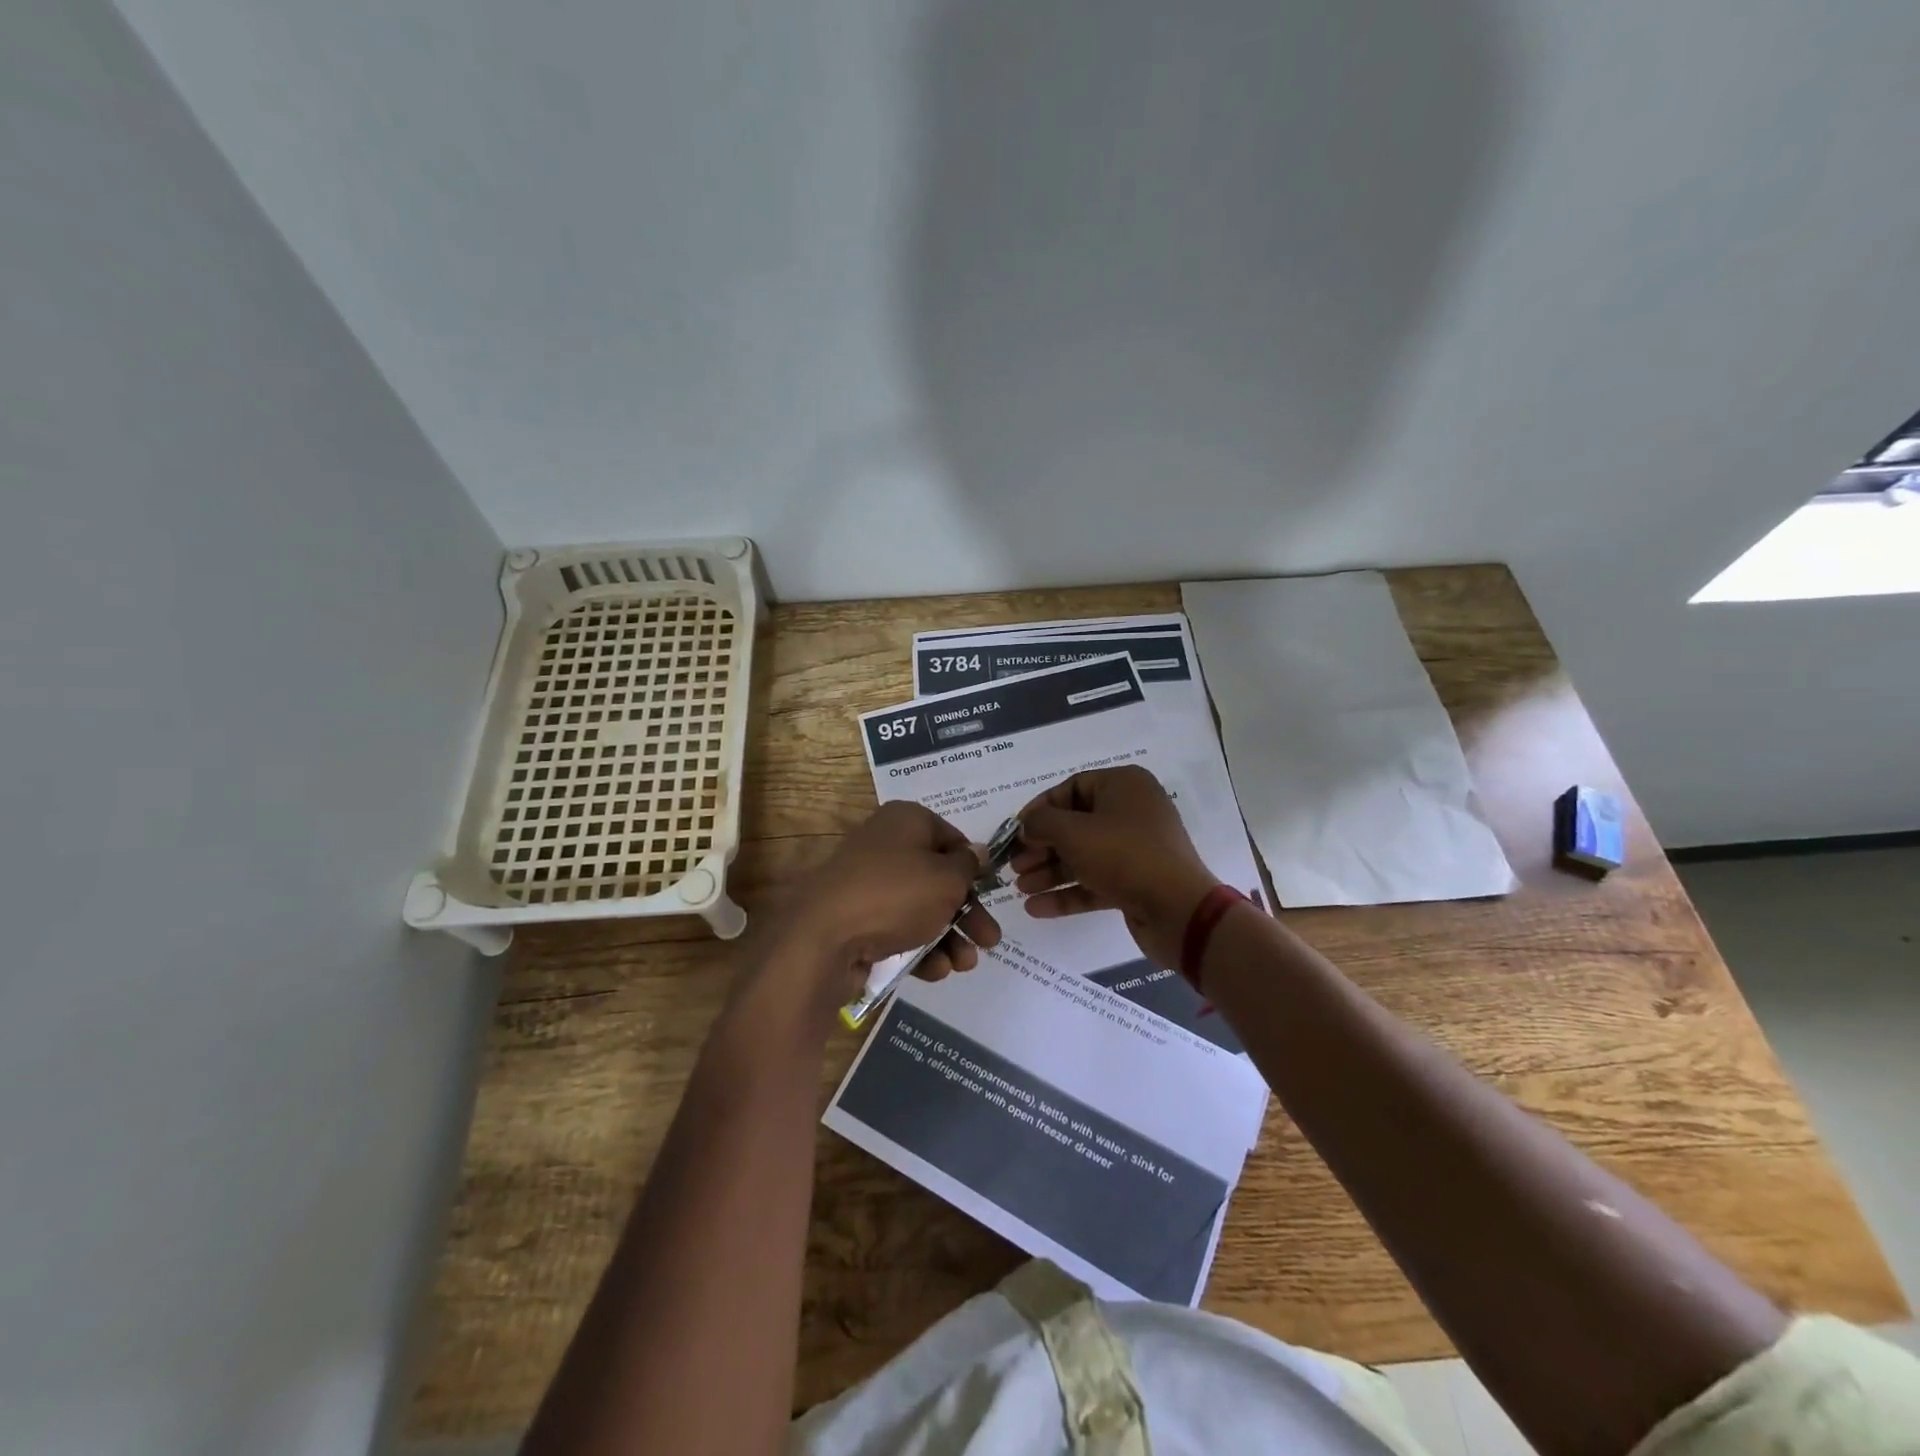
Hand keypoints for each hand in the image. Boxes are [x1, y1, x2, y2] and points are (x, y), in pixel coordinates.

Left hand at [754, 802, 1001, 1023]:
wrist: (824, 938)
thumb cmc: (896, 894)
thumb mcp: (947, 878)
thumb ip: (968, 866)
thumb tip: (976, 852)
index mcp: (905, 821)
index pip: (951, 837)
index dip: (973, 866)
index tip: (991, 892)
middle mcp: (885, 846)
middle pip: (938, 878)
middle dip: (968, 912)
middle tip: (990, 940)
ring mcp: (868, 884)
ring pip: (921, 908)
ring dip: (949, 937)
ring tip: (966, 964)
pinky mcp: (857, 920)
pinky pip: (897, 930)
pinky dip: (920, 948)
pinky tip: (936, 971)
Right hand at [1012, 766, 1219, 966]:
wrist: (1178, 911)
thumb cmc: (1123, 855)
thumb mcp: (1073, 833)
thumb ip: (1041, 823)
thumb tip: (1027, 825)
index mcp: (1124, 786)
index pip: (1071, 788)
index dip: (1039, 809)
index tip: (1016, 832)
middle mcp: (1132, 811)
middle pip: (1075, 825)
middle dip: (1041, 846)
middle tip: (1014, 865)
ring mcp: (1136, 848)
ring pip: (1083, 855)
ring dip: (1050, 871)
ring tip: (1020, 888)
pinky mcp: (1136, 882)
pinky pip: (1095, 880)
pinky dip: (1068, 892)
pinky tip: (1037, 908)